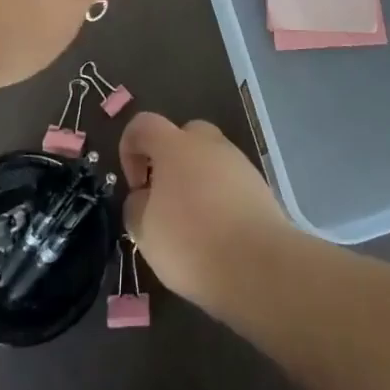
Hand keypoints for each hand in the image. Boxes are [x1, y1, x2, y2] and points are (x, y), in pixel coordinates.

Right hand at [118, 112, 295, 310]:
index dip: (129, 148)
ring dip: (196, 180)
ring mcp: (238, 161)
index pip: (143, 125)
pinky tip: (217, 232)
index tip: (135, 186)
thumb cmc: (191, 242)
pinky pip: (230, 181)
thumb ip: (136, 206)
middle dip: (169, 161)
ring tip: (192, 223)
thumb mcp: (144, 231)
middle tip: (164, 199)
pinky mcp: (259, 185)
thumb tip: (144, 197)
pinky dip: (219, 198)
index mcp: (174, 145)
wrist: (258, 264)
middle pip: (182, 136)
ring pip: (209, 159)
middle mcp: (208, 143)